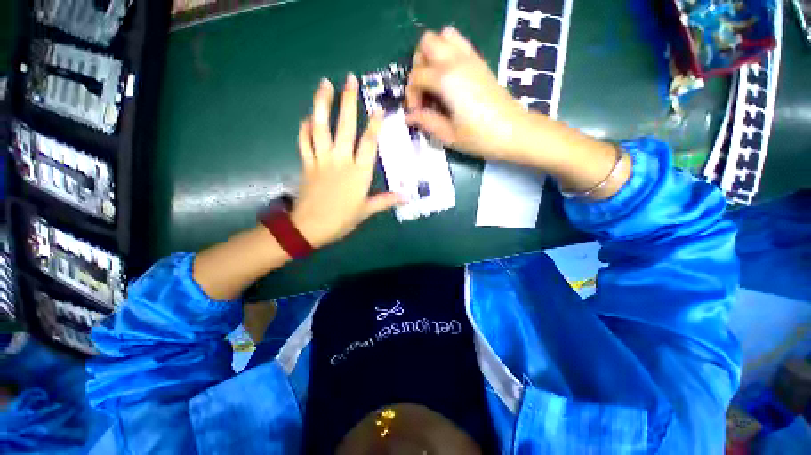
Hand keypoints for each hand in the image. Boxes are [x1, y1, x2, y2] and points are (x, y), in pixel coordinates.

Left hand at [291, 75, 401, 248]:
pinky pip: (304, 141)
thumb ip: (385, 200)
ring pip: (320, 127)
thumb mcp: (366, 211)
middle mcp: (341, 160)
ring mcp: (321, 159)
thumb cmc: (341, 219)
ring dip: (322, 104)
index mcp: (359, 172)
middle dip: (348, 101)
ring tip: (325, 84)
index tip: (378, 108)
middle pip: (345, 126)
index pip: (369, 143)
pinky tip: (307, 117)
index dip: (375, 125)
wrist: (310, 227)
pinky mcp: (307, 163)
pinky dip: (304, 128)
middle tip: (350, 79)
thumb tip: (406, 197)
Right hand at [405, 27, 530, 160]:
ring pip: (444, 36)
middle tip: (424, 90)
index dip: (412, 95)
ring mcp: (471, 58)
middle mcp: (457, 61)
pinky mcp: (480, 63)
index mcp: (447, 80)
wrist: (514, 132)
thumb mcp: (449, 135)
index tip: (417, 113)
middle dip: (418, 65)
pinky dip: (448, 54)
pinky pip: (460, 44)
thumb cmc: (480, 137)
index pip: (417, 76)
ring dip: (433, 54)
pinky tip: (450, 79)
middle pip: (427, 42)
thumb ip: (426, 122)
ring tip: (435, 81)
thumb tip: (409, 117)